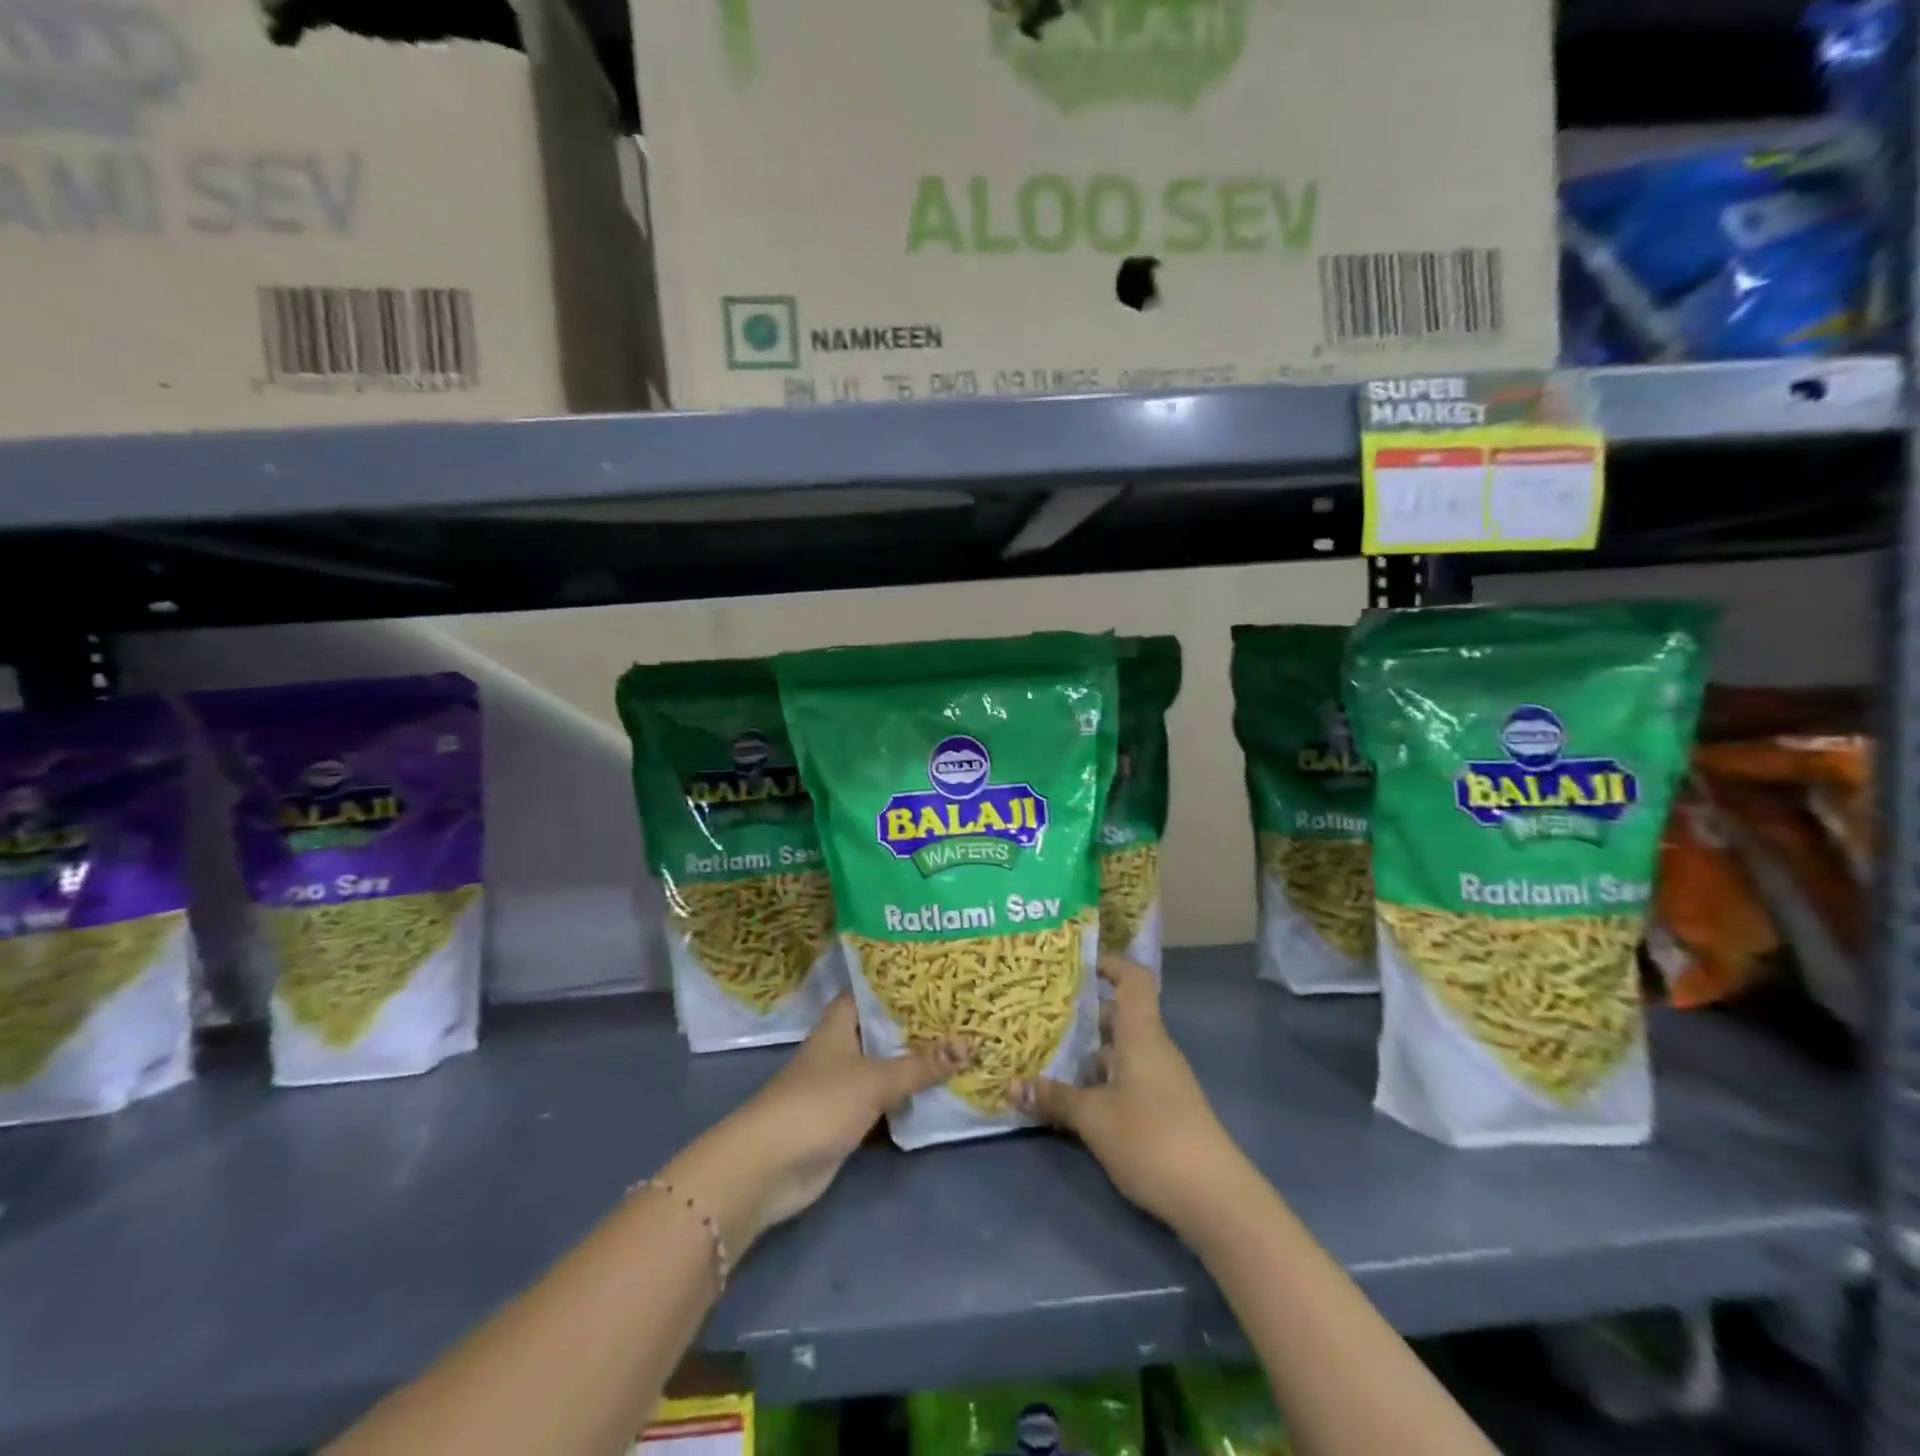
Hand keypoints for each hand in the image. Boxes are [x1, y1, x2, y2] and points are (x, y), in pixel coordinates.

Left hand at [661, 996, 961, 1254]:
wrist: (770, 1167)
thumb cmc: (818, 1104)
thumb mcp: (875, 1079)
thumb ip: (920, 1065)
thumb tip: (968, 1046)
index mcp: (840, 1023)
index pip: (873, 990)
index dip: (902, 982)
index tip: (939, 975)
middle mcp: (841, 1048)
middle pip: (884, 1030)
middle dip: (918, 1025)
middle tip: (962, 1012)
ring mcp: (843, 1085)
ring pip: (886, 1066)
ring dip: (916, 1063)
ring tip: (962, 1046)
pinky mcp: (847, 1119)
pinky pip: (884, 1100)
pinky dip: (907, 1098)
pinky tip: (940, 1092)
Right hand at [1014, 955, 1245, 1229]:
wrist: (1215, 1198)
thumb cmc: (1152, 1138)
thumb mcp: (1094, 1118)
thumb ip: (1055, 1098)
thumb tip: (1012, 1085)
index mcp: (1142, 1034)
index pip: (1134, 980)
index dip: (1110, 964)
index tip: (1077, 963)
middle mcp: (1153, 1049)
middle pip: (1119, 1016)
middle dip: (1083, 1014)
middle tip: (1041, 1013)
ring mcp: (1160, 1081)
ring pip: (1119, 1051)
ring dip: (1087, 1052)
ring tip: (1045, 1054)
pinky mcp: (1162, 1110)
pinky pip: (1125, 1079)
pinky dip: (1099, 1080)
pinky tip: (1071, 1097)